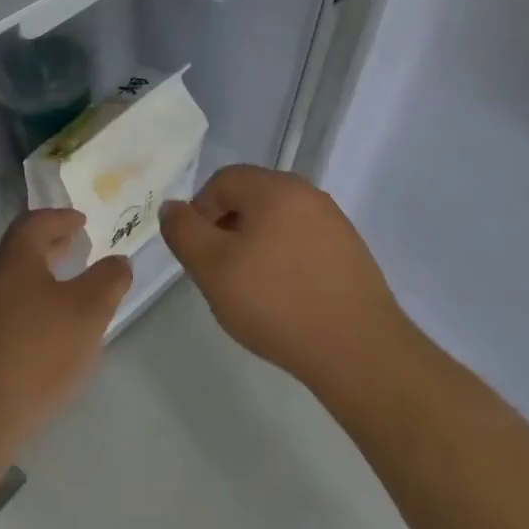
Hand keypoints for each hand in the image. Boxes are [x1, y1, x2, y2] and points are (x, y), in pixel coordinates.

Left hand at [0, 209, 131, 452]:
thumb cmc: (35, 354)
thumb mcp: (88, 313)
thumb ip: (108, 281)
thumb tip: (119, 261)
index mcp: (14, 260)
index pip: (35, 222)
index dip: (61, 218)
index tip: (81, 222)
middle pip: (20, 251)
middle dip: (49, 246)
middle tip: (74, 247)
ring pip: (10, 284)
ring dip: (37, 280)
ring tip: (63, 293)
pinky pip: (1, 314)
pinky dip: (25, 309)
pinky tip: (41, 334)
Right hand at [160, 164, 408, 395]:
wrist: (357, 348)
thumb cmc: (276, 302)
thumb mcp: (213, 269)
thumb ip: (184, 232)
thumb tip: (171, 207)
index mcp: (274, 187)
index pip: (223, 181)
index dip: (200, 212)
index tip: (198, 254)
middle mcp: (307, 192)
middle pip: (252, 198)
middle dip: (227, 229)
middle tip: (220, 272)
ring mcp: (333, 221)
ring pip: (277, 221)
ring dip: (256, 245)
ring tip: (251, 289)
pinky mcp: (350, 250)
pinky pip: (303, 242)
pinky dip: (285, 260)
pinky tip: (284, 297)